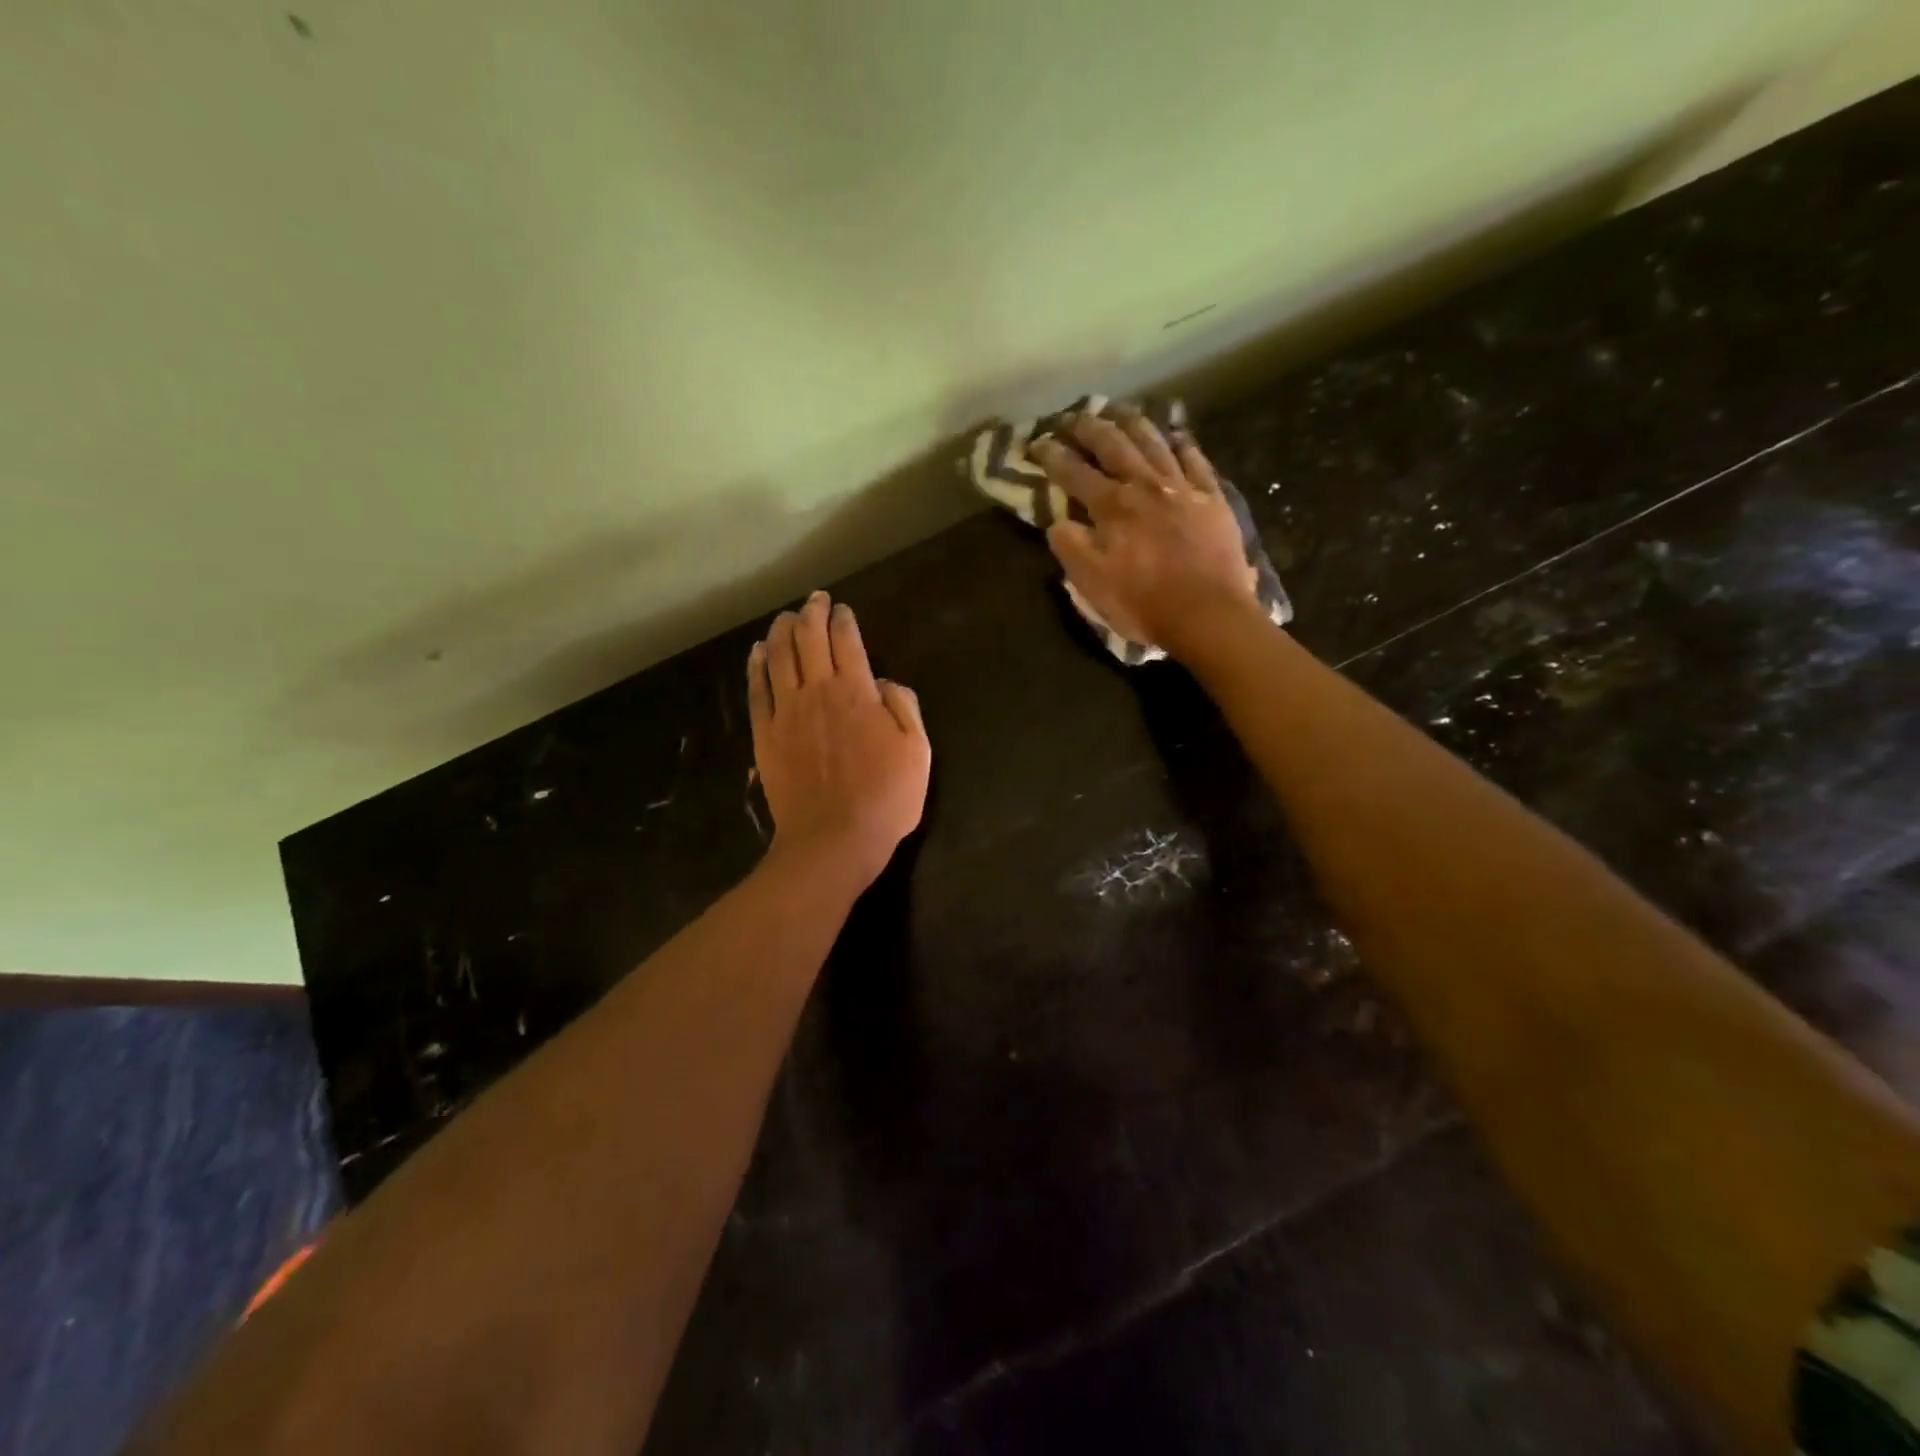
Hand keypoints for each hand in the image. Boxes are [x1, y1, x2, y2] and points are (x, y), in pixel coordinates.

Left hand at [747, 591, 930, 885]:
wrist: (833, 840)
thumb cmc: (885, 798)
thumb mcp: (917, 751)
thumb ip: (903, 707)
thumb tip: (884, 683)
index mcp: (857, 691)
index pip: (847, 640)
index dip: (843, 618)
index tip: (841, 608)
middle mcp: (817, 690)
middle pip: (808, 639)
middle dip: (811, 613)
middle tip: (814, 600)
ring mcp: (786, 712)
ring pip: (778, 656)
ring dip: (781, 631)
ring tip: (784, 618)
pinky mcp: (765, 734)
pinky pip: (757, 690)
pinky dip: (756, 665)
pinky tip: (757, 652)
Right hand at [1032, 410, 1260, 657]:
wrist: (1207, 613)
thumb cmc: (1143, 602)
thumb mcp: (1091, 583)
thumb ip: (1070, 546)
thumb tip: (1057, 521)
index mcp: (1111, 506)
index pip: (1074, 473)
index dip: (1052, 456)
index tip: (1037, 443)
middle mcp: (1144, 486)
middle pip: (1114, 445)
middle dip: (1090, 428)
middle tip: (1075, 417)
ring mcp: (1182, 488)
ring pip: (1154, 442)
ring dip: (1133, 423)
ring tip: (1120, 411)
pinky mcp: (1212, 498)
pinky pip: (1196, 461)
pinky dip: (1182, 445)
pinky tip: (1176, 437)